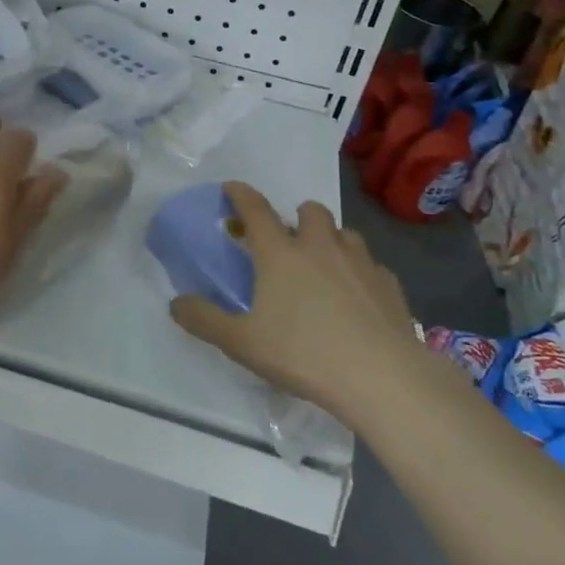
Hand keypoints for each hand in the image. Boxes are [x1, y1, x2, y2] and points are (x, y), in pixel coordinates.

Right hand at [171, 181, 417, 417]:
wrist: (382, 377)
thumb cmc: (304, 354)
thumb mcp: (242, 342)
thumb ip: (205, 320)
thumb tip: (175, 303)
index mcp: (280, 253)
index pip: (255, 209)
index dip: (240, 194)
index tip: (232, 187)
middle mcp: (320, 246)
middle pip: (309, 211)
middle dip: (297, 217)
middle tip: (288, 242)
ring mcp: (360, 262)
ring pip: (344, 233)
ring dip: (331, 240)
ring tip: (324, 266)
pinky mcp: (389, 285)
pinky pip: (371, 265)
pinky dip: (360, 272)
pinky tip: (357, 297)